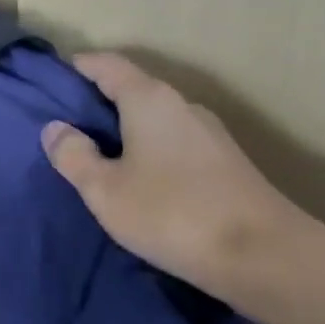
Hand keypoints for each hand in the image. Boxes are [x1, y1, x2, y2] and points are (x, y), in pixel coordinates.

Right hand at [41, 53, 315, 314]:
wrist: (268, 258)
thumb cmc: (173, 214)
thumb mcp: (105, 190)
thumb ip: (73, 155)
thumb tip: (56, 128)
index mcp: (149, 99)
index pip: (107, 65)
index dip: (79, 66)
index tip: (55, 79)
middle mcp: (182, 105)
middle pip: (133, 90)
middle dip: (100, 103)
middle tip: (68, 127)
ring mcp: (210, 135)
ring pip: (156, 120)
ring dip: (127, 131)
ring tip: (100, 158)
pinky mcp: (227, 164)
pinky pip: (175, 144)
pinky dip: (151, 151)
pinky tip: (141, 182)